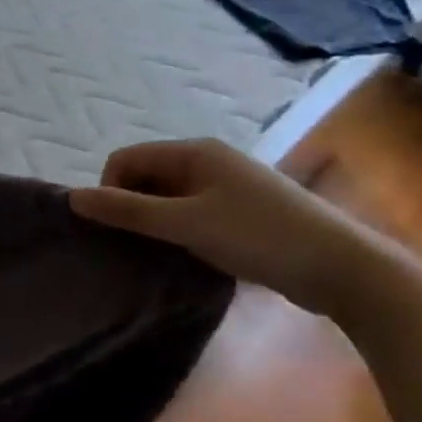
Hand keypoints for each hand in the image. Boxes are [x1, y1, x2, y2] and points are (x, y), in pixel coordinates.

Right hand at [67, 138, 407, 319]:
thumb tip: (72, 197)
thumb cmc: (261, 237)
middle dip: (133, 206)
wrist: (348, 269)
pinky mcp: (244, 213)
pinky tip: (191, 256)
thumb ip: (128, 211)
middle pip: (147, 176)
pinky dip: (182, 231)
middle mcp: (209, 161)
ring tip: (163, 253)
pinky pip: (193, 213)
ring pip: (170, 197)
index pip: (126, 159)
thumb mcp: (186, 224)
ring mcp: (230, 187)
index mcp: (194, 152)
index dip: (111, 190)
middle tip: (139, 244)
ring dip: (157, 222)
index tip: (118, 228)